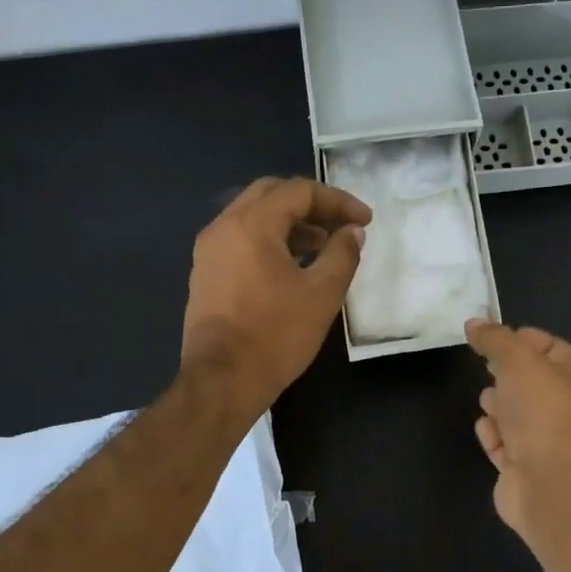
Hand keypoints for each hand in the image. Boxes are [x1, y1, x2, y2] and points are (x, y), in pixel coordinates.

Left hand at [182, 177, 370, 417]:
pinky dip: (270, 241)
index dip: (337, 201)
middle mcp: (223, 227)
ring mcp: (209, 251)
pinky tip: (293, 266)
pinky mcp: (205, 274)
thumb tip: (352, 232)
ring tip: (323, 246)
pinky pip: (241, 240)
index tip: (365, 221)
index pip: (299, 191)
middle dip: (311, 204)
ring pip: (253, 217)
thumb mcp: (322, 294)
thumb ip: (342, 254)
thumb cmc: (276, 335)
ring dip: (290, 223)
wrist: (222, 381)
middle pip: (271, 194)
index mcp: (251, 224)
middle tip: (341, 225)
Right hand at [466, 318, 570, 559]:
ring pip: (515, 413)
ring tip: (487, 403)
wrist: (550, 480)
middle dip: (505, 375)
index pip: (545, 344)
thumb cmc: (542, 408)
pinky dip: (493, 436)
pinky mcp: (524, 467)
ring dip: (498, 406)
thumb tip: (474, 323)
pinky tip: (487, 430)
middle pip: (528, 381)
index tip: (488, 338)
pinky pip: (503, 443)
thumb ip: (494, 339)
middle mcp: (565, 403)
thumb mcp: (517, 359)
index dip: (518, 338)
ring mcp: (546, 438)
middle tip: (486, 369)